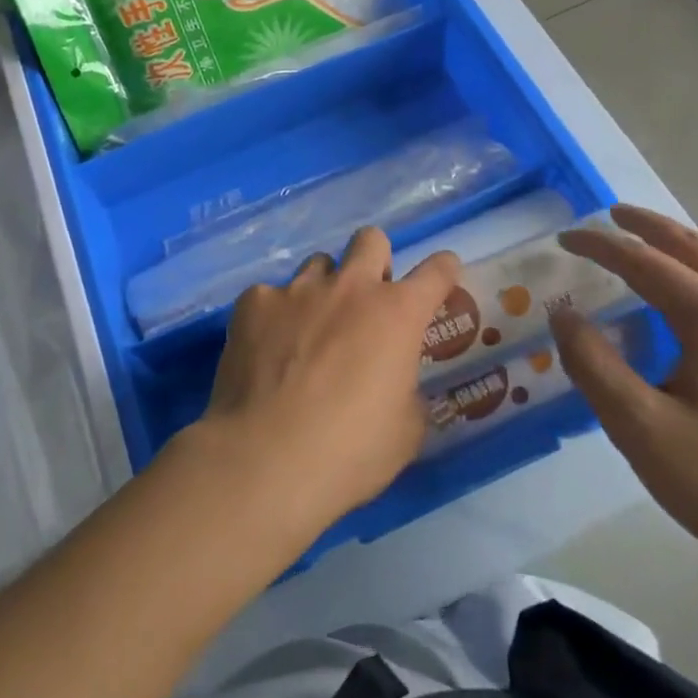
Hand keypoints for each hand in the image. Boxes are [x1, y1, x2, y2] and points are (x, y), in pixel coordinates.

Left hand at [185, 226, 461, 542]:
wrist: (267, 457)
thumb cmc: (350, 451)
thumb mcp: (405, 432)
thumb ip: (407, 392)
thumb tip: (395, 383)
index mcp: (397, 313)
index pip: (436, 272)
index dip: (443, 270)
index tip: (443, 273)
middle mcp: (350, 287)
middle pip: (370, 240)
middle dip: (375, 260)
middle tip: (368, 299)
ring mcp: (298, 290)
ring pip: (318, 264)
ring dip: (324, 288)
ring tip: (310, 329)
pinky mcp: (253, 302)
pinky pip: (270, 295)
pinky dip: (275, 316)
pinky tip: (267, 350)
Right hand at [551, 205, 697, 593]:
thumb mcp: (641, 428)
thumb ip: (593, 364)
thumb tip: (564, 315)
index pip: (644, 262)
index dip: (599, 245)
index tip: (564, 238)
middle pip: (695, 248)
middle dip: (648, 226)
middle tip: (611, 216)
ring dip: (681, 252)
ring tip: (647, 255)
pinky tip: (696, 314)